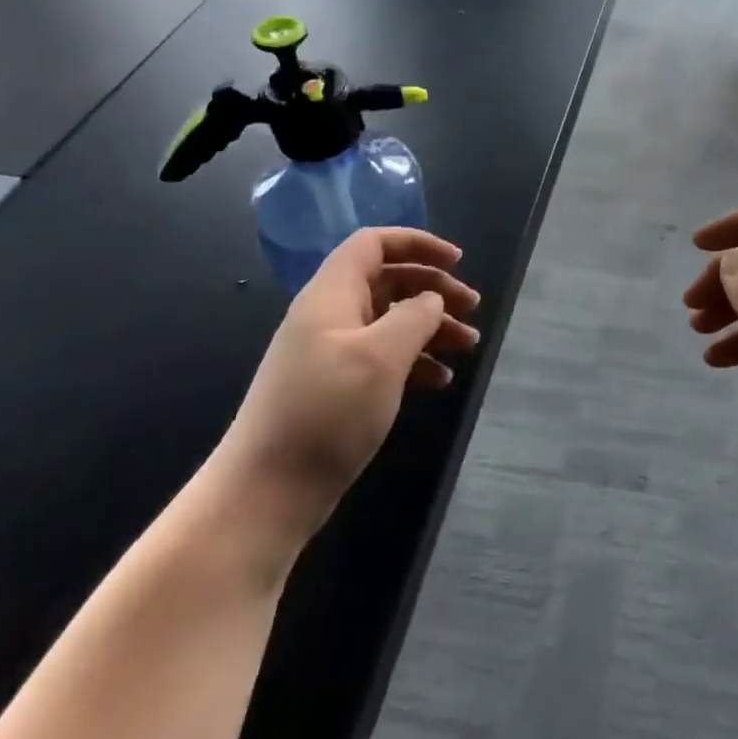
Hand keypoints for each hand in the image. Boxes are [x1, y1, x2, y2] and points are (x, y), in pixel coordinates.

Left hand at [209, 228, 479, 555]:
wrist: (265, 495)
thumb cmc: (326, 413)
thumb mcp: (381, 356)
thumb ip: (414, 316)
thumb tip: (430, 299)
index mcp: (331, 295)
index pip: (374, 243)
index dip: (418, 243)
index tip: (458, 262)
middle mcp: (329, 316)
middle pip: (388, 280)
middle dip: (433, 288)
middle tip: (472, 307)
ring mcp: (330, 354)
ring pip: (390, 320)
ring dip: (431, 326)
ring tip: (468, 345)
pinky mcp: (334, 388)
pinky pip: (382, 356)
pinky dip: (414, 360)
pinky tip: (440, 380)